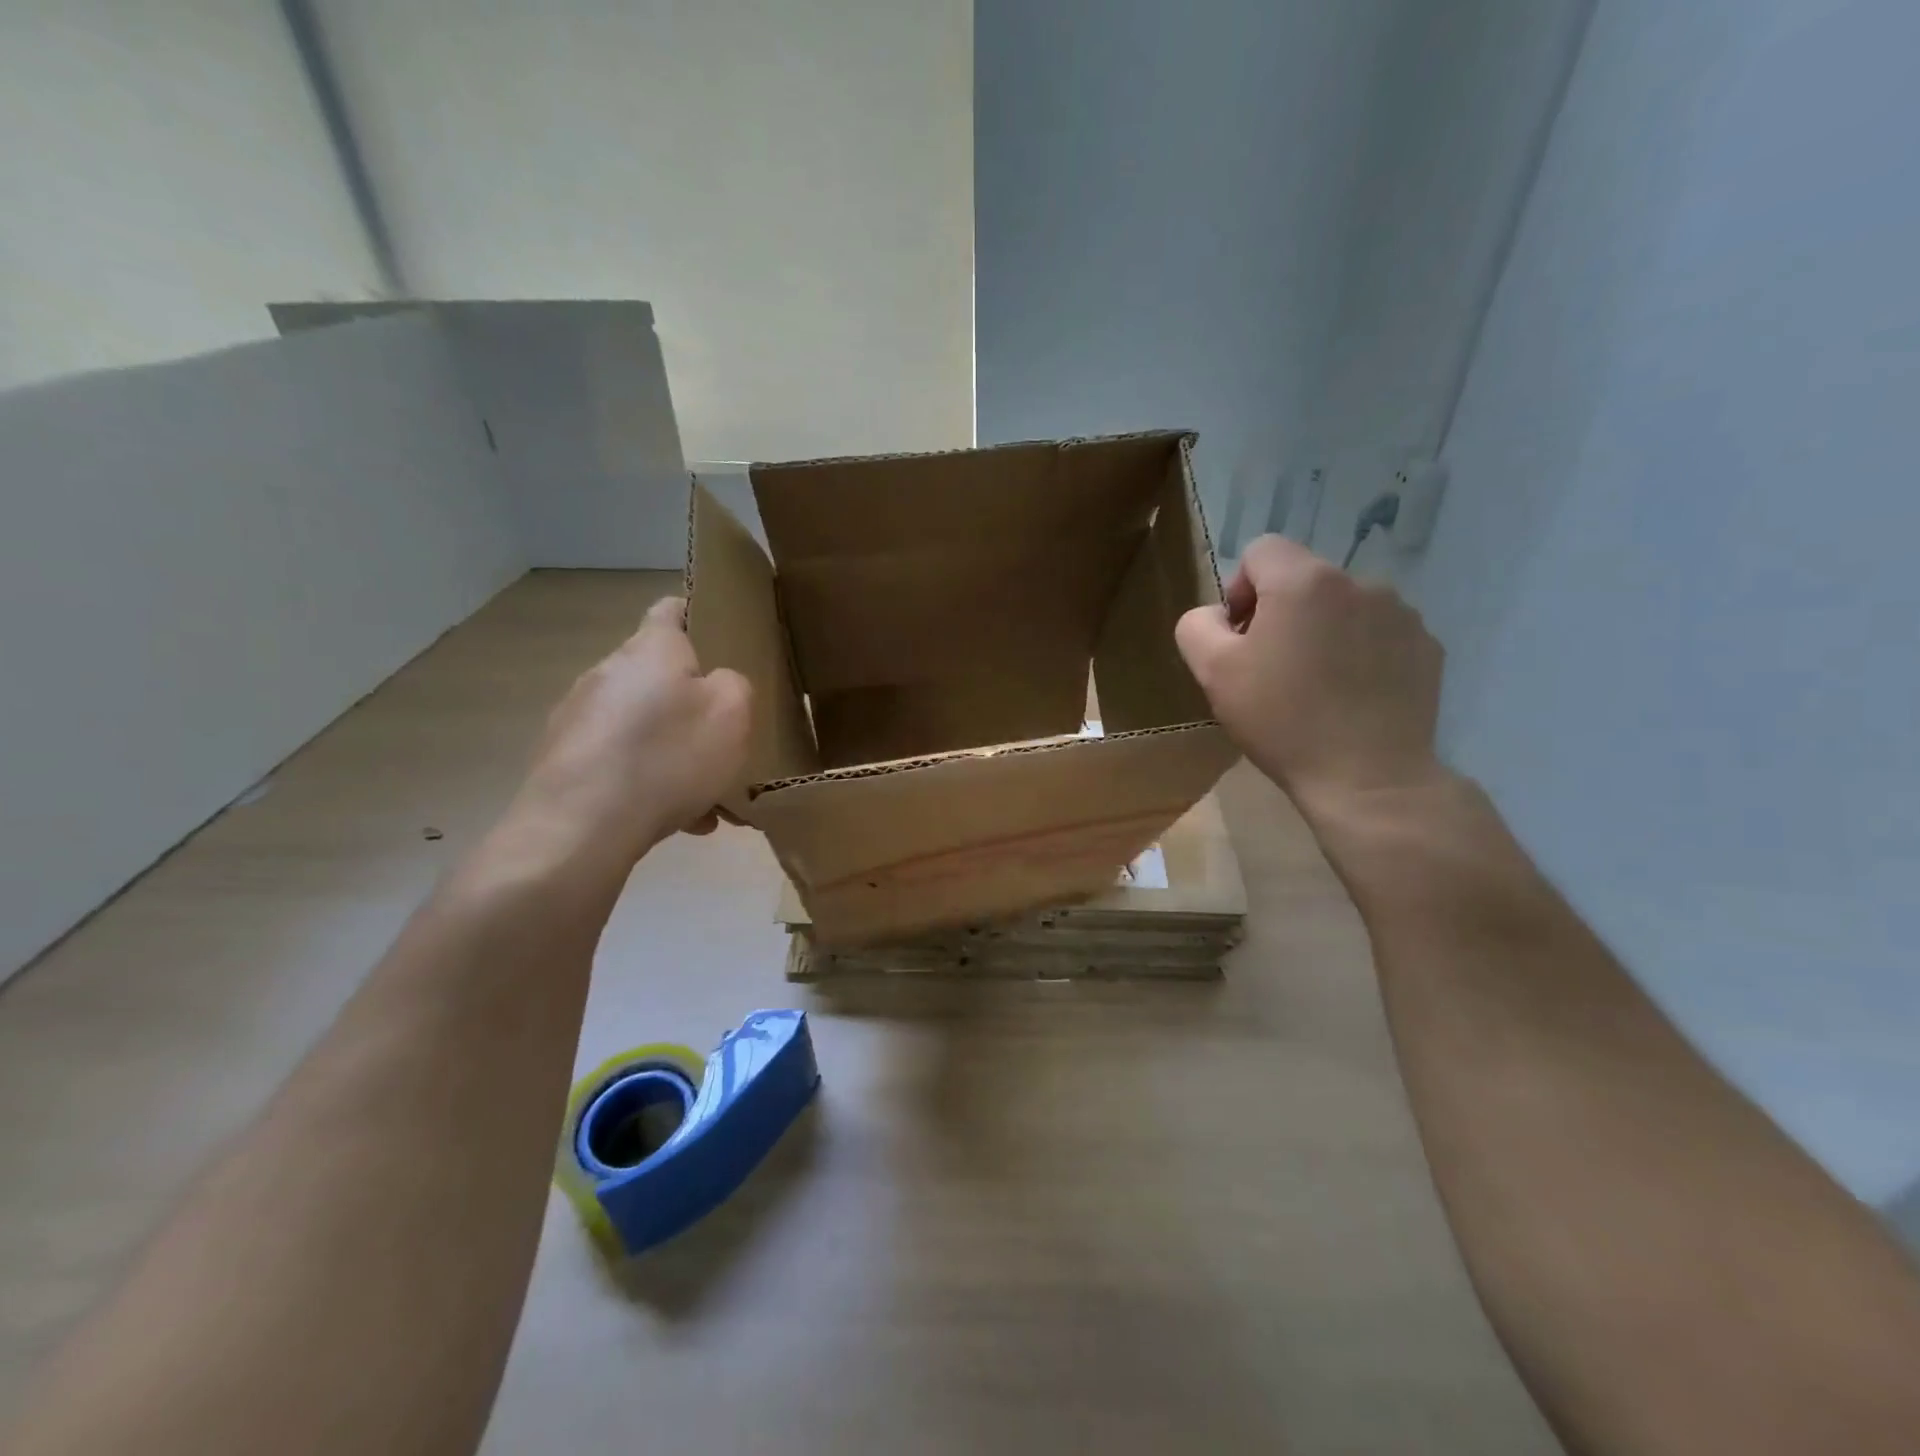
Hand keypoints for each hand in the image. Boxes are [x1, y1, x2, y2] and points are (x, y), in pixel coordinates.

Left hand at [507, 596, 751, 868]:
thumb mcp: (733, 714)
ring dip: (674, 750)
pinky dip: (651, 782)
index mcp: (651, 649)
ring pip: (643, 726)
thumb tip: (717, 685)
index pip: (671, 609)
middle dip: (692, 703)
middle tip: (726, 736)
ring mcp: (579, 718)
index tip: (724, 637)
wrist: (580, 827)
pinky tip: (680, 820)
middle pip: (659, 676)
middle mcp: (608, 673)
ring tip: (708, 794)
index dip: (697, 615)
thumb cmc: (667, 756)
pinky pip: (622, 763)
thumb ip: (736, 686)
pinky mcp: (564, 760)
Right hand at [1175, 535, 1444, 818]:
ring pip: (1343, 606)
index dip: (1241, 588)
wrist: (1368, 777)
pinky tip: (1351, 696)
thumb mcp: (1212, 672)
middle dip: (1281, 613)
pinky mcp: (1426, 647)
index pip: (1261, 550)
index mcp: (1304, 582)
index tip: (1241, 637)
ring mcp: (1401, 614)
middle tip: (1272, 669)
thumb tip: (1219, 615)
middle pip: (1303, 579)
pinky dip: (1360, 653)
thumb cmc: (1282, 720)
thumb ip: (1198, 625)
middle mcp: (1359, 583)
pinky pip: (1378, 634)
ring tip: (1316, 685)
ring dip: (1323, 631)